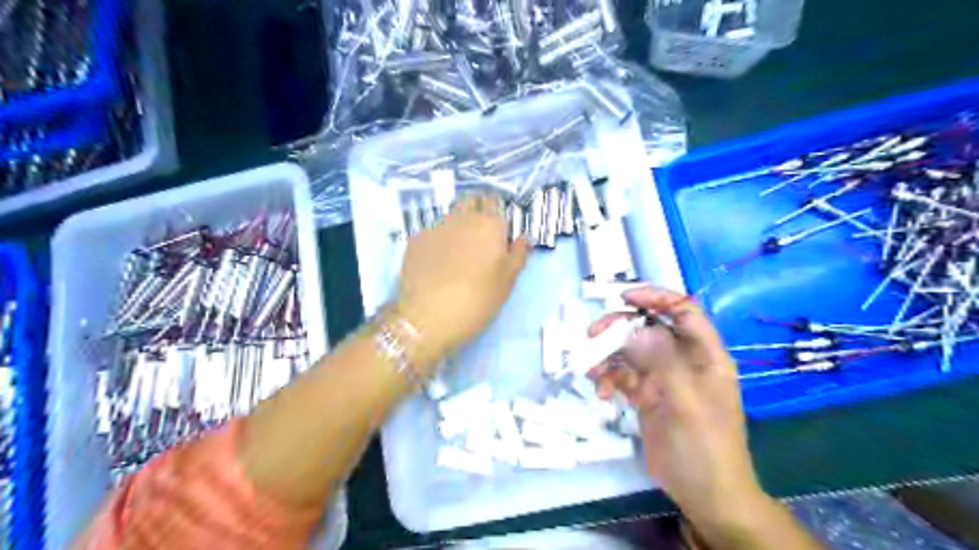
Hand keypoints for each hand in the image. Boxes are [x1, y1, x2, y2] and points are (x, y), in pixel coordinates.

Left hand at [393, 197, 526, 368]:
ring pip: (449, 217)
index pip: (494, 202)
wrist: (427, 318)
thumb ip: (518, 254)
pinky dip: (437, 241)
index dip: (497, 215)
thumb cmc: (477, 300)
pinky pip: (431, 233)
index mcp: (489, 224)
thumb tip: (522, 238)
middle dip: (476, 214)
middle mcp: (461, 217)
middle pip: (470, 203)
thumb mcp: (507, 282)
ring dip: (456, 227)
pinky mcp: (414, 240)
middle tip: (479, 241)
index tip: (498, 234)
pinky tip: (436, 263)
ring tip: (457, 255)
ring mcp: (434, 227)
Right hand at [584, 285, 767, 530]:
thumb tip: (634, 329)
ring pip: (631, 351)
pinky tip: (603, 392)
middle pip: (649, 327)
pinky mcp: (646, 395)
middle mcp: (683, 360)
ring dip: (609, 355)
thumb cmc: (706, 447)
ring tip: (591, 368)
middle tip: (593, 335)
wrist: (704, 494)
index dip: (656, 297)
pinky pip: (623, 375)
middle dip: (620, 328)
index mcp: (704, 354)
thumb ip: (662, 362)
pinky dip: (609, 378)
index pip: (684, 311)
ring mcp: (663, 378)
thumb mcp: (687, 403)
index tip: (624, 298)